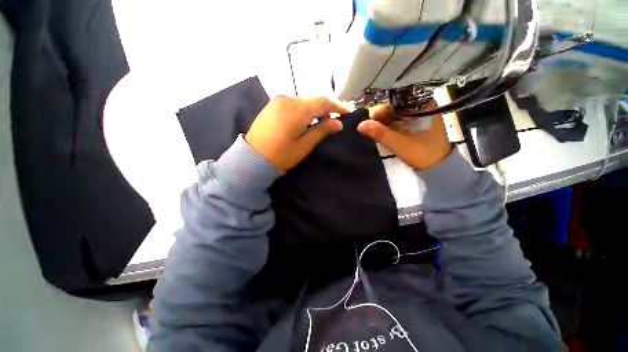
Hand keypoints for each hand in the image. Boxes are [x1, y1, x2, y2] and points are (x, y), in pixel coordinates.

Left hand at [245, 96, 349, 170]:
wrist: (252, 158)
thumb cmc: (281, 155)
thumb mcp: (304, 145)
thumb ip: (322, 131)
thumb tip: (338, 123)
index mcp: (297, 110)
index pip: (323, 102)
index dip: (337, 106)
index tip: (347, 111)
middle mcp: (287, 99)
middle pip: (313, 99)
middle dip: (326, 107)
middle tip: (336, 118)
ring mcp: (278, 101)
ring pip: (304, 101)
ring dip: (315, 109)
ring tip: (322, 120)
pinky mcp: (272, 105)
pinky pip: (294, 103)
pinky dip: (304, 109)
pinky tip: (306, 119)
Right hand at [358, 102, 452, 169]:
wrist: (438, 168)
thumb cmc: (424, 154)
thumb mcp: (400, 144)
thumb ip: (381, 133)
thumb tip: (360, 125)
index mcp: (424, 105)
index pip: (397, 100)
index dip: (382, 108)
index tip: (370, 119)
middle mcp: (421, 106)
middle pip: (395, 107)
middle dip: (381, 118)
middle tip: (370, 128)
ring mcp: (417, 116)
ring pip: (394, 115)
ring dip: (383, 124)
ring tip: (374, 132)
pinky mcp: (414, 125)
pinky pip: (397, 122)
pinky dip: (388, 128)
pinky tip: (382, 134)